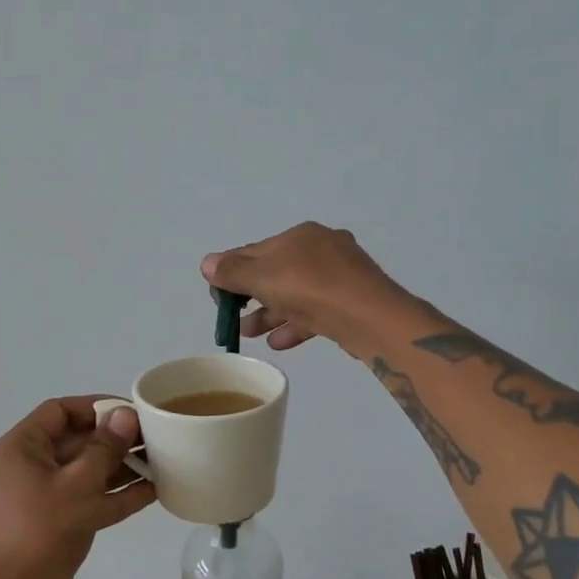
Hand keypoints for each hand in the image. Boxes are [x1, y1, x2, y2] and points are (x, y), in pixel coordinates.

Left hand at [0, 396, 156, 578]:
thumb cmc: (43, 531)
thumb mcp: (79, 484)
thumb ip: (105, 447)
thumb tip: (125, 415)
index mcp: (20, 448)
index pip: (59, 411)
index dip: (95, 406)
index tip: (130, 410)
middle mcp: (27, 467)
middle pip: (75, 441)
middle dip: (114, 439)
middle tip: (153, 437)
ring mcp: (41, 498)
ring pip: (85, 472)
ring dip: (120, 467)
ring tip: (160, 461)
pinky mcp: (56, 524)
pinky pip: (88, 499)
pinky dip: (115, 495)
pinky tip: (153, 491)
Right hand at [201, 222, 411, 353]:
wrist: (371, 317)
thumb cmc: (311, 288)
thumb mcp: (263, 277)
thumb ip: (232, 272)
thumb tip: (207, 263)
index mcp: (300, 235)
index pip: (254, 252)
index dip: (231, 273)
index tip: (218, 298)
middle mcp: (321, 249)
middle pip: (275, 272)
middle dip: (251, 297)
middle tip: (233, 319)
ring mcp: (340, 276)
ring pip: (295, 294)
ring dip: (269, 314)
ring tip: (250, 334)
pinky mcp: (351, 302)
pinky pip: (314, 311)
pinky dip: (294, 324)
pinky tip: (278, 343)